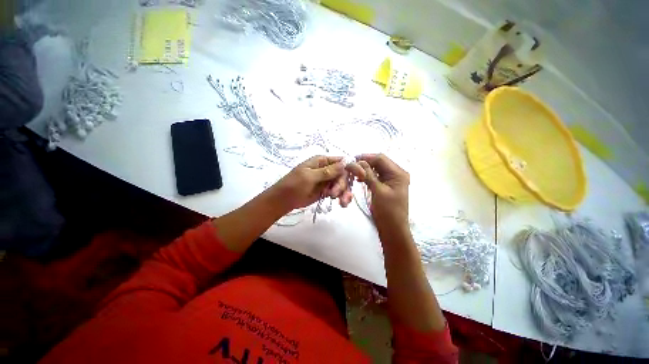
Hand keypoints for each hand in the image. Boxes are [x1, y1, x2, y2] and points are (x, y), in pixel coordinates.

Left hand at [271, 155, 353, 211]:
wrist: (284, 200)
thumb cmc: (293, 185)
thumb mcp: (309, 177)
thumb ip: (327, 171)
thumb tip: (344, 163)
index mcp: (321, 161)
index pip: (341, 161)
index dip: (352, 167)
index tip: (361, 175)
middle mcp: (326, 169)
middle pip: (343, 174)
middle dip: (342, 185)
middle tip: (334, 194)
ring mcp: (327, 180)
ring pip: (342, 184)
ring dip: (343, 193)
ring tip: (342, 203)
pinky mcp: (326, 190)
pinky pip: (338, 192)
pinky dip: (342, 197)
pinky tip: (343, 203)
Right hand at [347, 154, 409, 235]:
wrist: (393, 230)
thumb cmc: (388, 211)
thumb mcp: (377, 191)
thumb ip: (367, 175)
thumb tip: (354, 162)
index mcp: (398, 173)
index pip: (380, 158)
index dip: (366, 157)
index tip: (351, 160)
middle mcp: (396, 174)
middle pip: (378, 163)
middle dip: (364, 163)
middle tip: (350, 166)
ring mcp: (391, 180)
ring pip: (376, 169)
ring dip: (365, 170)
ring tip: (353, 173)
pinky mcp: (386, 186)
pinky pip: (376, 177)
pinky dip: (367, 176)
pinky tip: (359, 179)